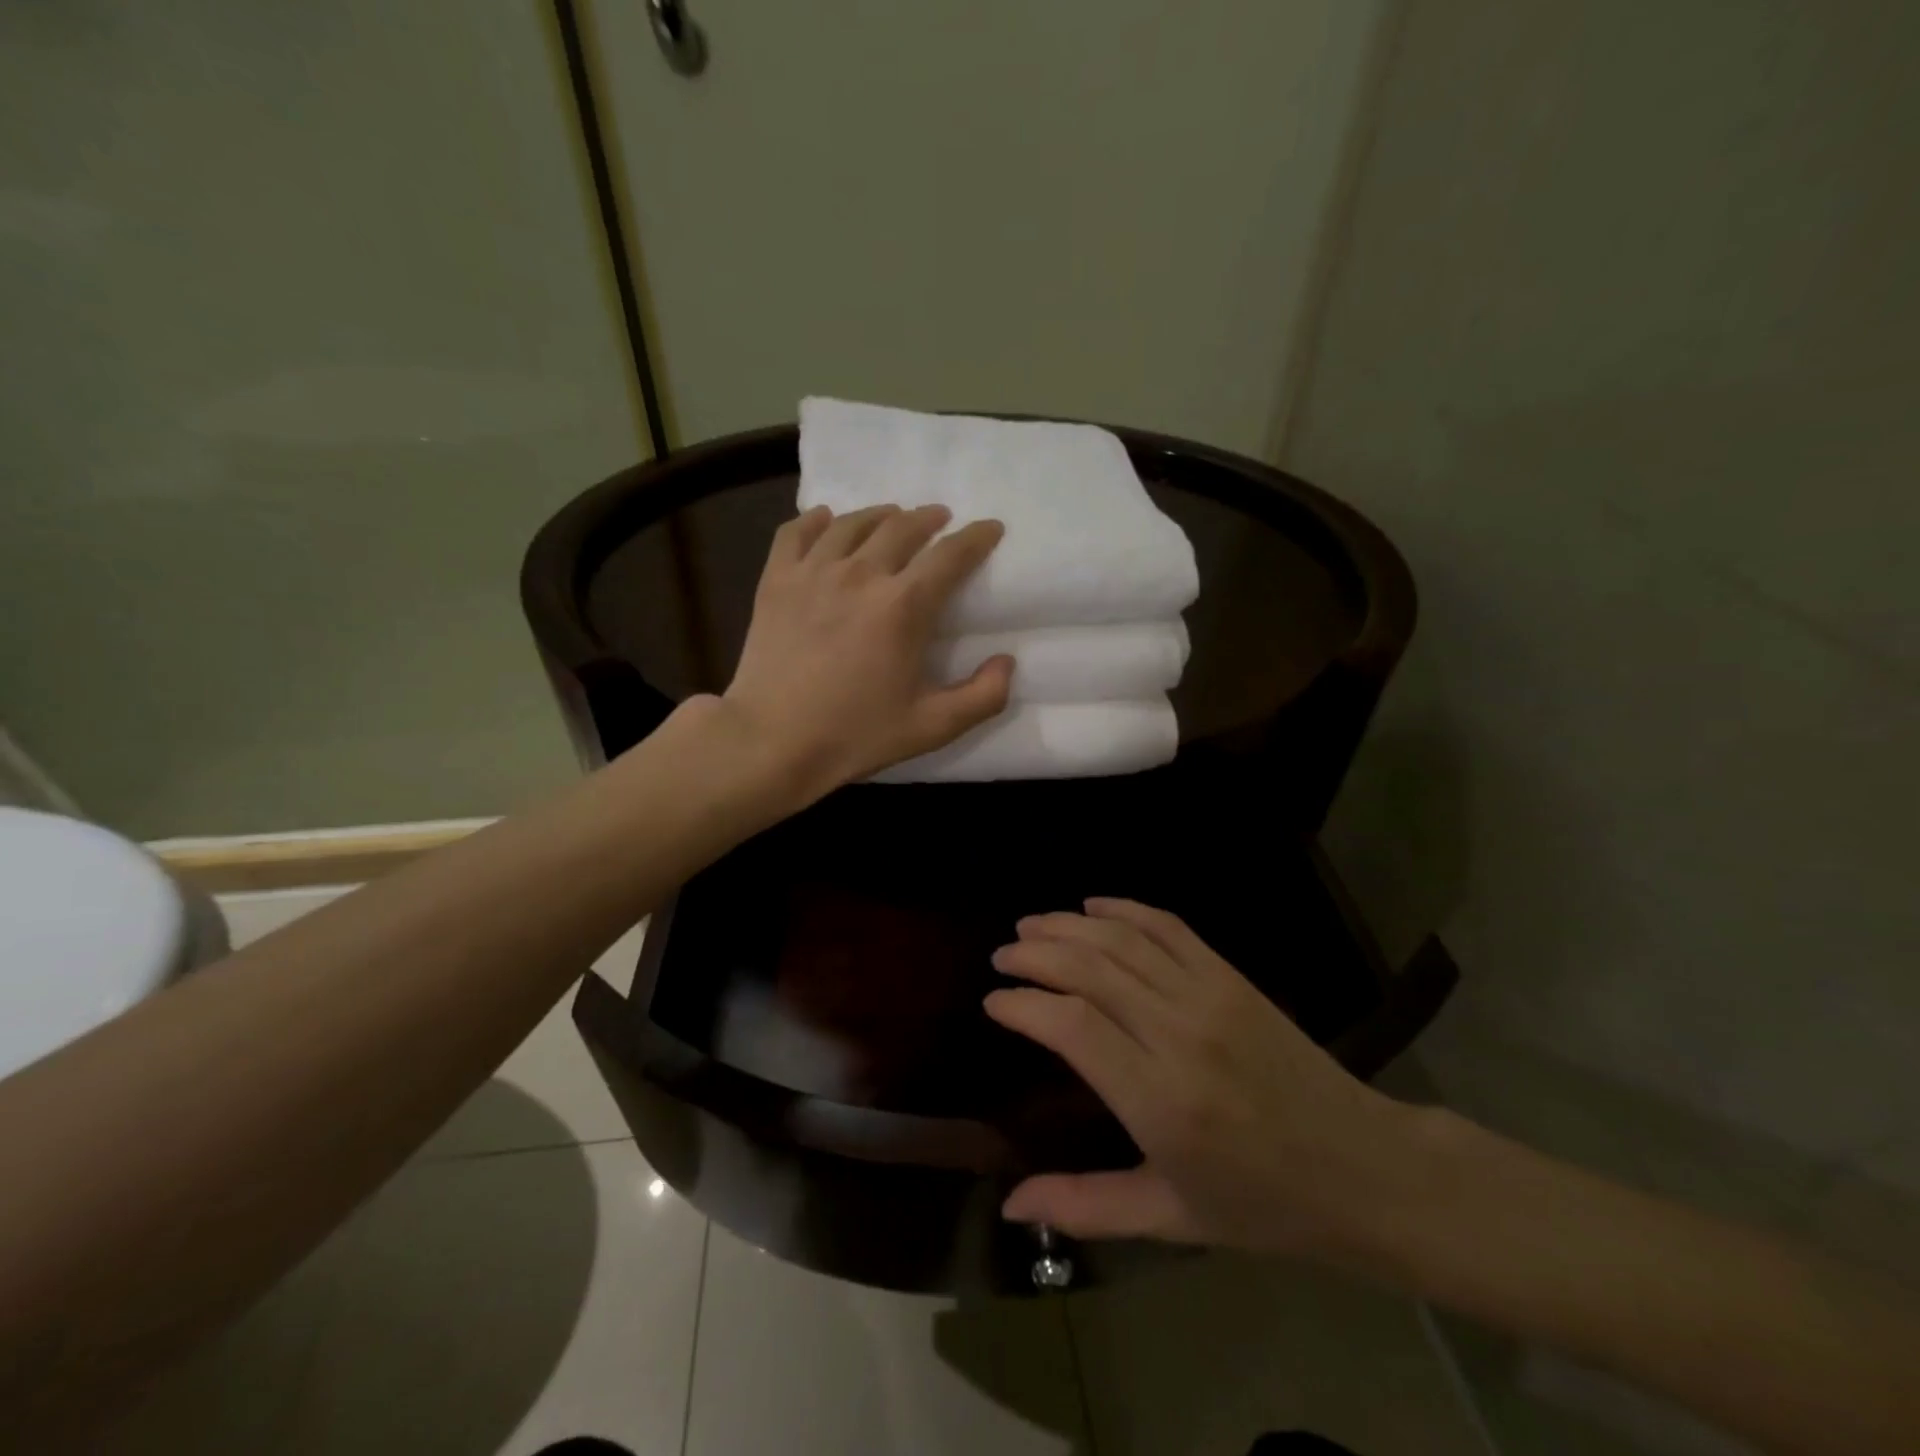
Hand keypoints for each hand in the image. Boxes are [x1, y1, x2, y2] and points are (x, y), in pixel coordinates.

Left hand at [717, 504, 1011, 799]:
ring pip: (852, 523)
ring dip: (880, 514)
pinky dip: (816, 521)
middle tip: (939, 519)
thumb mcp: (932, 727)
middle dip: (929, 518)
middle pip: (902, 526)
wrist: (772, 742)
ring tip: (891, 517)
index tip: (990, 528)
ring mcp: (813, 573)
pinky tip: (826, 521)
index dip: (976, 537)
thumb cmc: (855, 735)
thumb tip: (1007, 663)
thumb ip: (982, 697)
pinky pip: (796, 532)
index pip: (950, 554)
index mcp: (904, 606)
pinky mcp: (776, 581)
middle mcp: (860, 575)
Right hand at [985, 898, 1416, 1259]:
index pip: (1070, 1026)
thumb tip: (1009, 1204)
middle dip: (1035, 954)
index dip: (1023, 1005)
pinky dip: (1124, 908)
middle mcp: (1178, 1034)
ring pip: (1122, 940)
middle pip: (1089, 968)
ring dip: (1068, 925)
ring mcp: (1208, 996)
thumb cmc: (1261, 1205)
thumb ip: (1084, 1206)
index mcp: (1159, 1100)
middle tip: (1002, 956)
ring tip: (1031, 926)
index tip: (994, 1002)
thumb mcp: (1169, 1217)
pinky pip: (1168, 927)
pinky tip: (1093, 906)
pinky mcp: (1230, 976)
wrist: (1361, 1168)